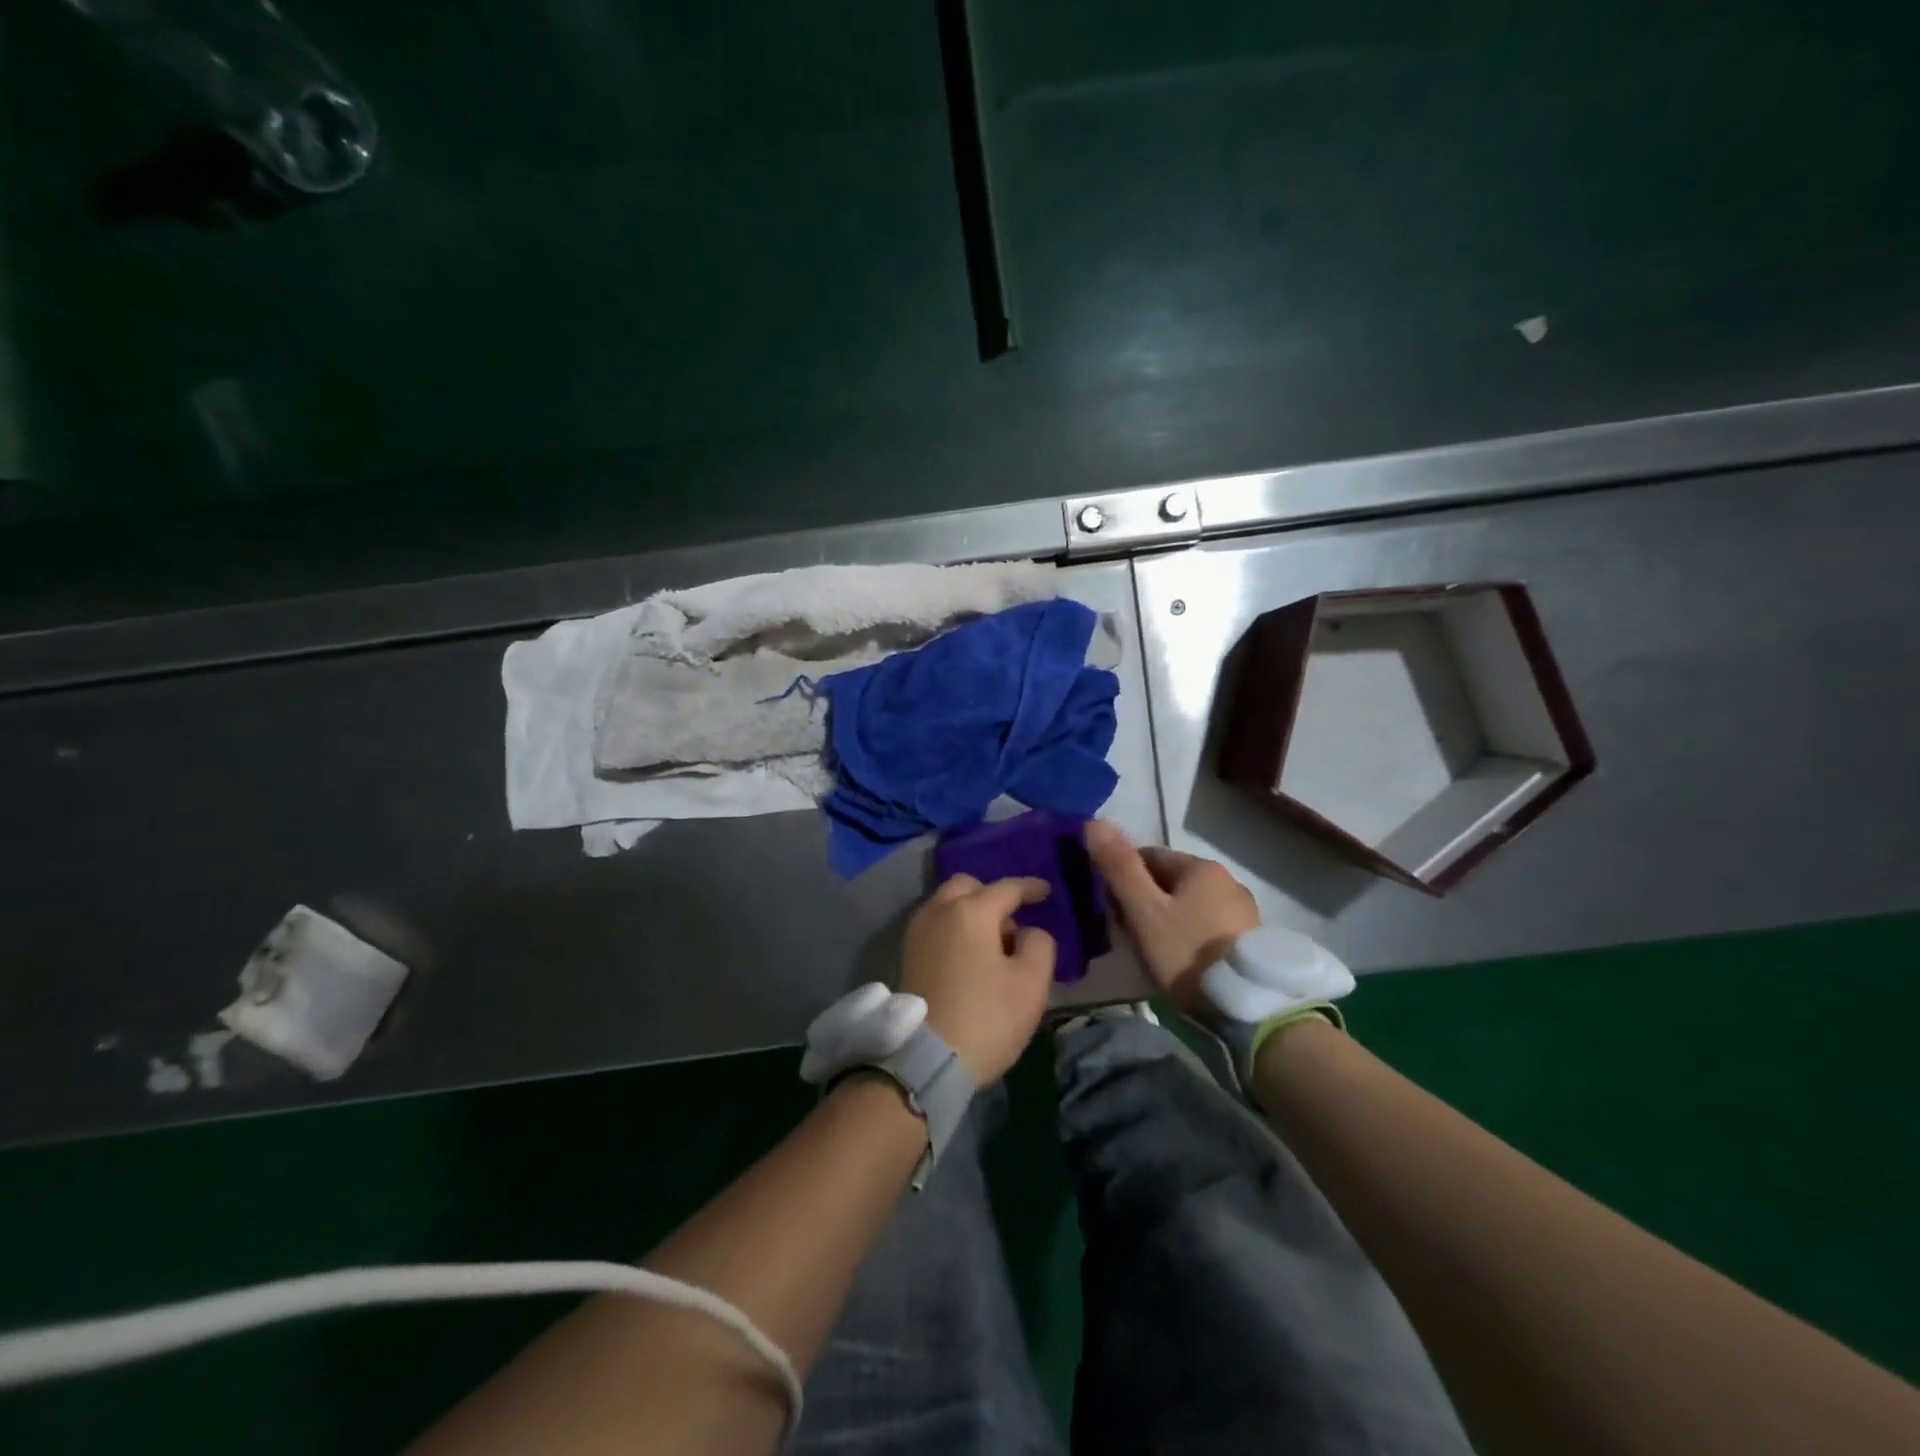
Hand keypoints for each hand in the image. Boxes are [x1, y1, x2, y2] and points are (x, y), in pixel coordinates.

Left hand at [900, 875, 1055, 1083]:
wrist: (925, 1058)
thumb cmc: (985, 1017)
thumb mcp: (1031, 983)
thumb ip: (1039, 944)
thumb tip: (1025, 933)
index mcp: (971, 911)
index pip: (1006, 888)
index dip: (1030, 887)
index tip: (1046, 891)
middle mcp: (938, 911)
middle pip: (967, 886)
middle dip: (991, 894)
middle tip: (1013, 920)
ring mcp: (917, 932)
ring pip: (946, 905)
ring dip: (970, 912)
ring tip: (992, 944)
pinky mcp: (907, 955)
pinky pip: (935, 925)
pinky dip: (954, 928)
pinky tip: (969, 955)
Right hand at [1085, 821, 1259, 1013]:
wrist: (1247, 1008)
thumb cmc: (1187, 953)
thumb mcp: (1144, 912)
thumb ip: (1119, 867)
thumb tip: (1093, 822)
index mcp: (1201, 867)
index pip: (1148, 856)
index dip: (1122, 878)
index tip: (1111, 908)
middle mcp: (1227, 880)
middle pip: (1170, 880)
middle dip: (1145, 899)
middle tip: (1129, 933)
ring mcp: (1243, 911)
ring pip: (1189, 904)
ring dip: (1168, 918)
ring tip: (1154, 951)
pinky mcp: (1251, 940)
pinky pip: (1208, 926)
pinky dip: (1190, 935)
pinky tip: (1182, 960)